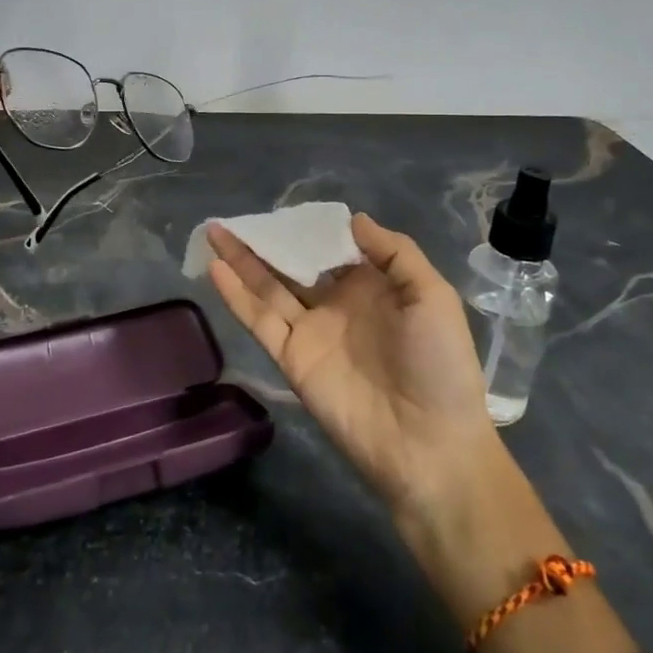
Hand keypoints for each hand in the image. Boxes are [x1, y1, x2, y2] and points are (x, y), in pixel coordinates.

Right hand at [208, 213, 505, 529]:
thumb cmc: (438, 364)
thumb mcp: (432, 296)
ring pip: (268, 286)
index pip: (332, 248)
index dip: (309, 229)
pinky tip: (215, 267)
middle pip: (292, 264)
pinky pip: (259, 319)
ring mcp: (309, 331)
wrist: (428, 444)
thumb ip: (395, 253)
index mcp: (371, 287)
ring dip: (241, 259)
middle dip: (266, 241)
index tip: (286, 209)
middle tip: (235, 217)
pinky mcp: (290, 356)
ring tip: (213, 231)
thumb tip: (352, 219)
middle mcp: (335, 304)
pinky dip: (235, 294)